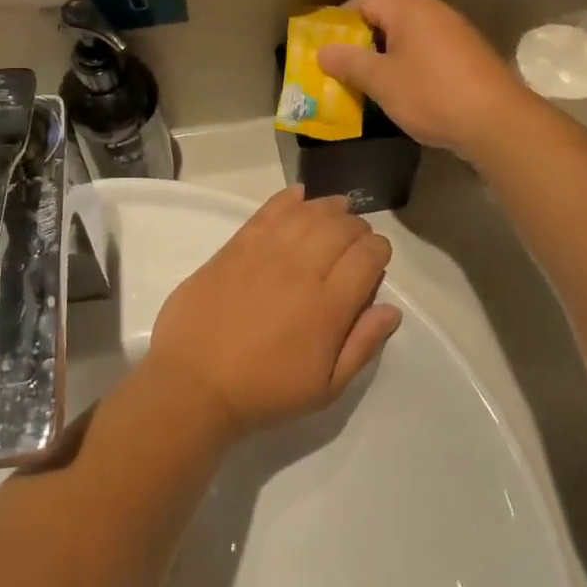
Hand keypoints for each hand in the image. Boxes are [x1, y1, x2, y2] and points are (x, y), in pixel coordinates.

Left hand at [141, 188, 401, 437]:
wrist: (194, 383)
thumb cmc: (264, 391)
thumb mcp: (325, 388)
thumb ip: (362, 346)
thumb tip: (392, 309)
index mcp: (329, 306)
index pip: (367, 256)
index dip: (379, 250)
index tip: (376, 257)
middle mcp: (301, 270)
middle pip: (340, 228)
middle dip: (357, 227)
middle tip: (356, 237)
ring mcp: (265, 253)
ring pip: (307, 214)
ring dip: (327, 207)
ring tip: (336, 209)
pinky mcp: (235, 247)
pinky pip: (267, 212)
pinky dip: (287, 199)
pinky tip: (297, 195)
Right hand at [316, 0, 530, 159]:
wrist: (497, 122)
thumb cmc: (431, 94)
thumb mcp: (381, 81)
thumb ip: (349, 62)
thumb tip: (323, 51)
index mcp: (409, 8)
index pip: (364, 0)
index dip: (339, 21)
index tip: (324, 47)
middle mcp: (433, 11)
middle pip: (385, 17)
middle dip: (360, 42)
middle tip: (340, 68)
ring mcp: (454, 32)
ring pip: (406, 37)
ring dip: (384, 57)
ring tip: (366, 84)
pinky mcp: (467, 55)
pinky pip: (425, 52)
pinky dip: (407, 66)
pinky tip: (401, 92)